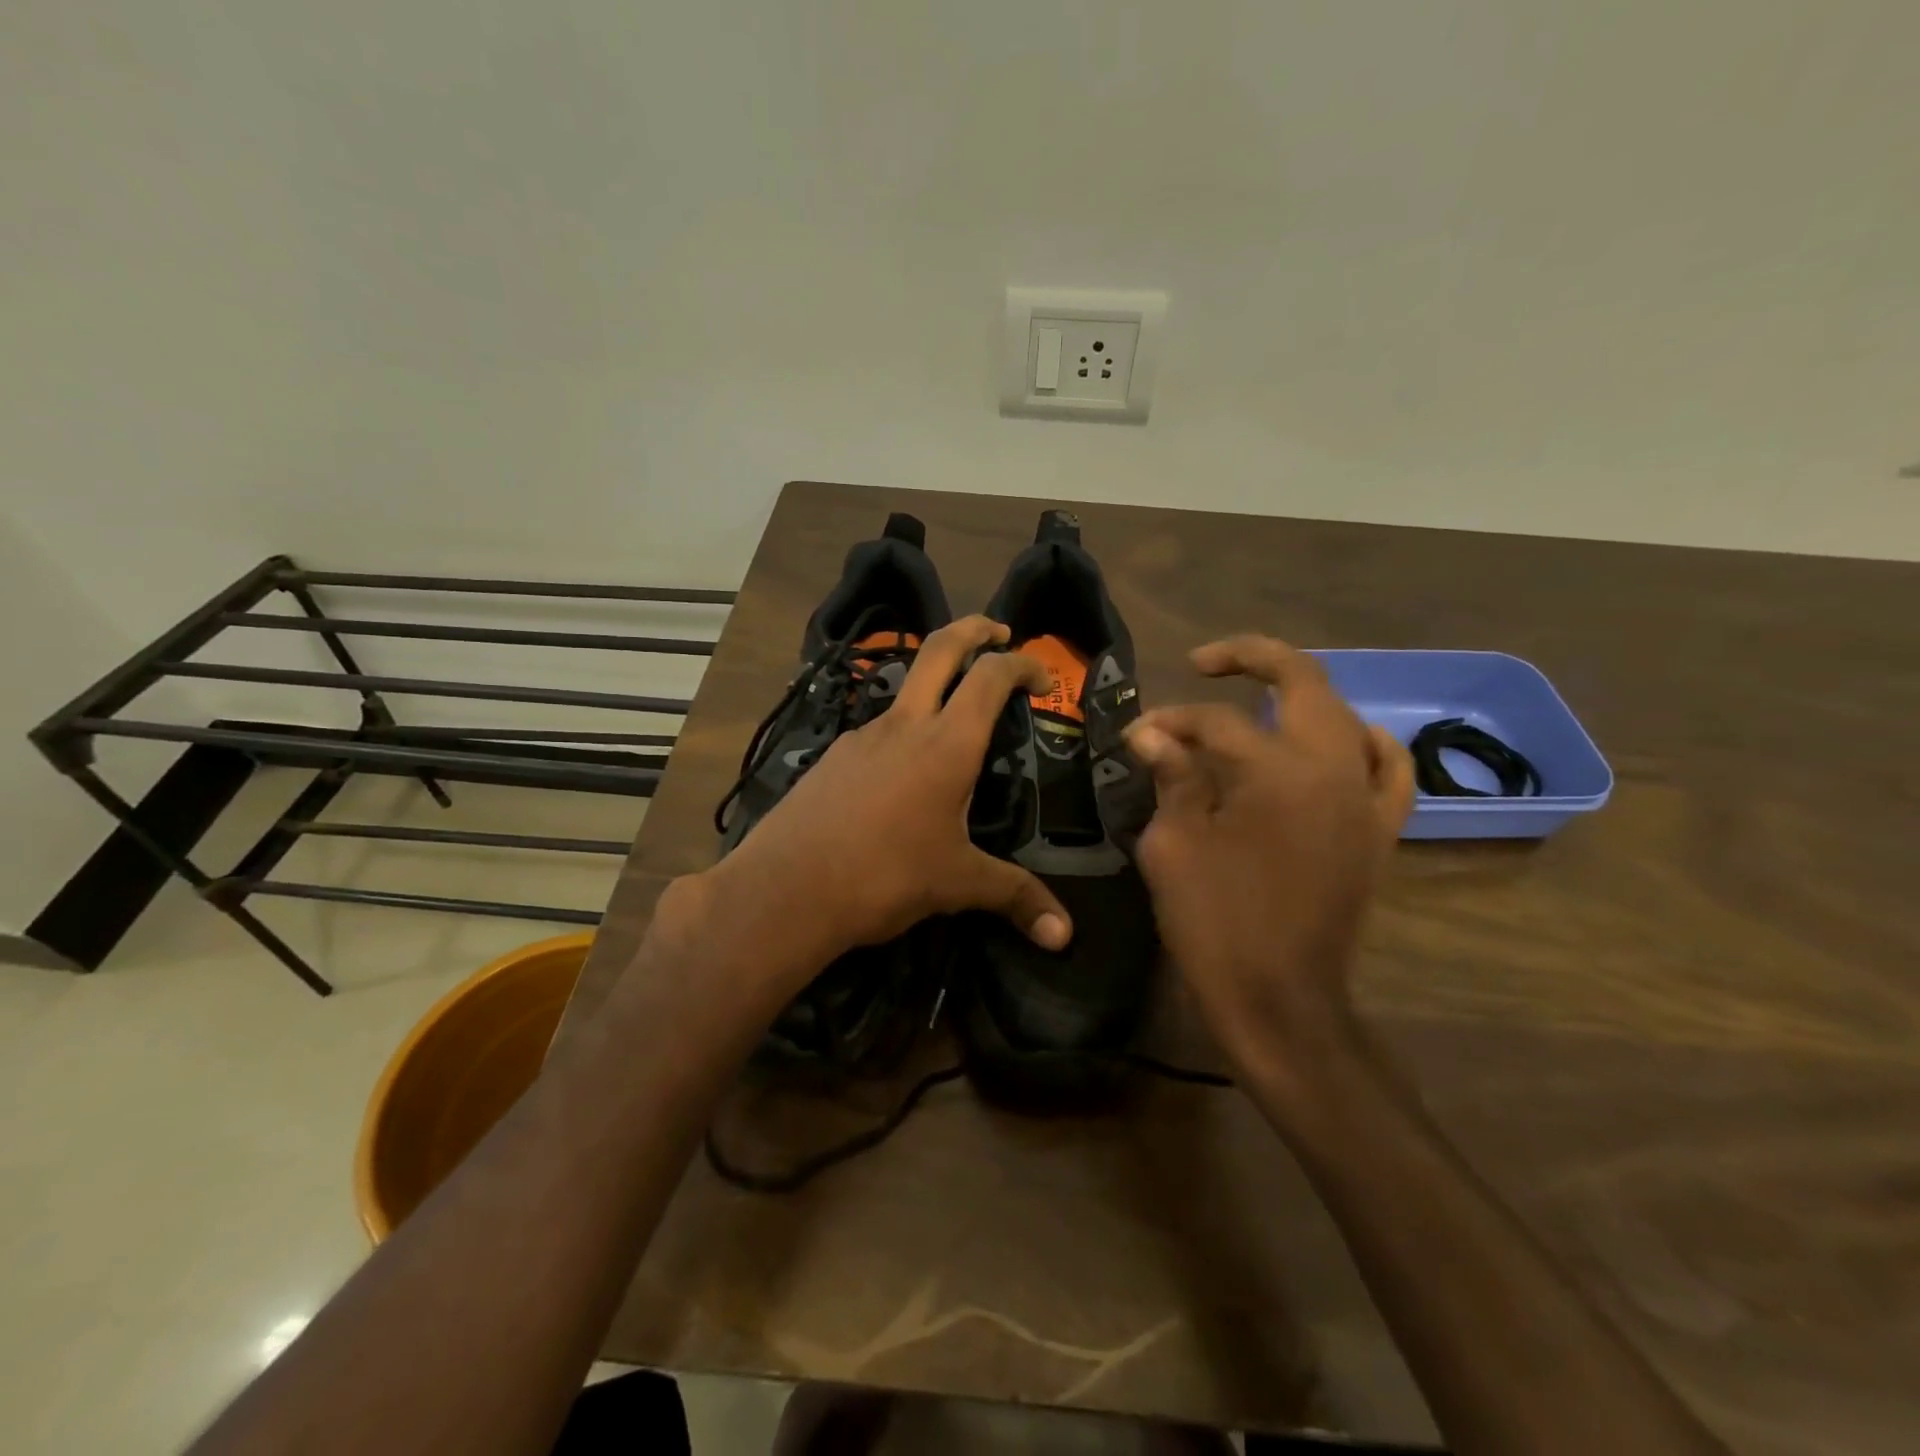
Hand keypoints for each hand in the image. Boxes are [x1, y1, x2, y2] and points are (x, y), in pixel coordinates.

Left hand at [702, 616, 1071, 969]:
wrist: (786, 890)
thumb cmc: (884, 876)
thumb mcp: (957, 884)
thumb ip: (1015, 897)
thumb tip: (1064, 934)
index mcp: (946, 744)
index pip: (991, 677)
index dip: (1023, 665)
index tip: (1044, 678)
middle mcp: (904, 725)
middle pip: (941, 649)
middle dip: (974, 630)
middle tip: (999, 631)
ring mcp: (862, 736)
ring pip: (905, 688)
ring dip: (935, 683)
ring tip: (955, 719)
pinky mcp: (832, 757)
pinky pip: (878, 729)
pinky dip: (903, 729)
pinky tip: (904, 772)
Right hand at [1125, 636, 1412, 1083]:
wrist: (1280, 1000)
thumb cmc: (1214, 924)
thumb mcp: (1172, 846)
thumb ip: (1171, 779)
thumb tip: (1153, 735)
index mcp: (1275, 772)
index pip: (1214, 723)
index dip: (1168, 724)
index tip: (1135, 738)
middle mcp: (1332, 769)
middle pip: (1301, 682)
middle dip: (1250, 659)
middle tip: (1206, 662)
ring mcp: (1364, 798)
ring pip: (1344, 714)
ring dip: (1301, 693)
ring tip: (1261, 695)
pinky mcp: (1379, 830)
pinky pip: (1386, 767)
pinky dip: (1362, 741)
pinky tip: (1336, 739)